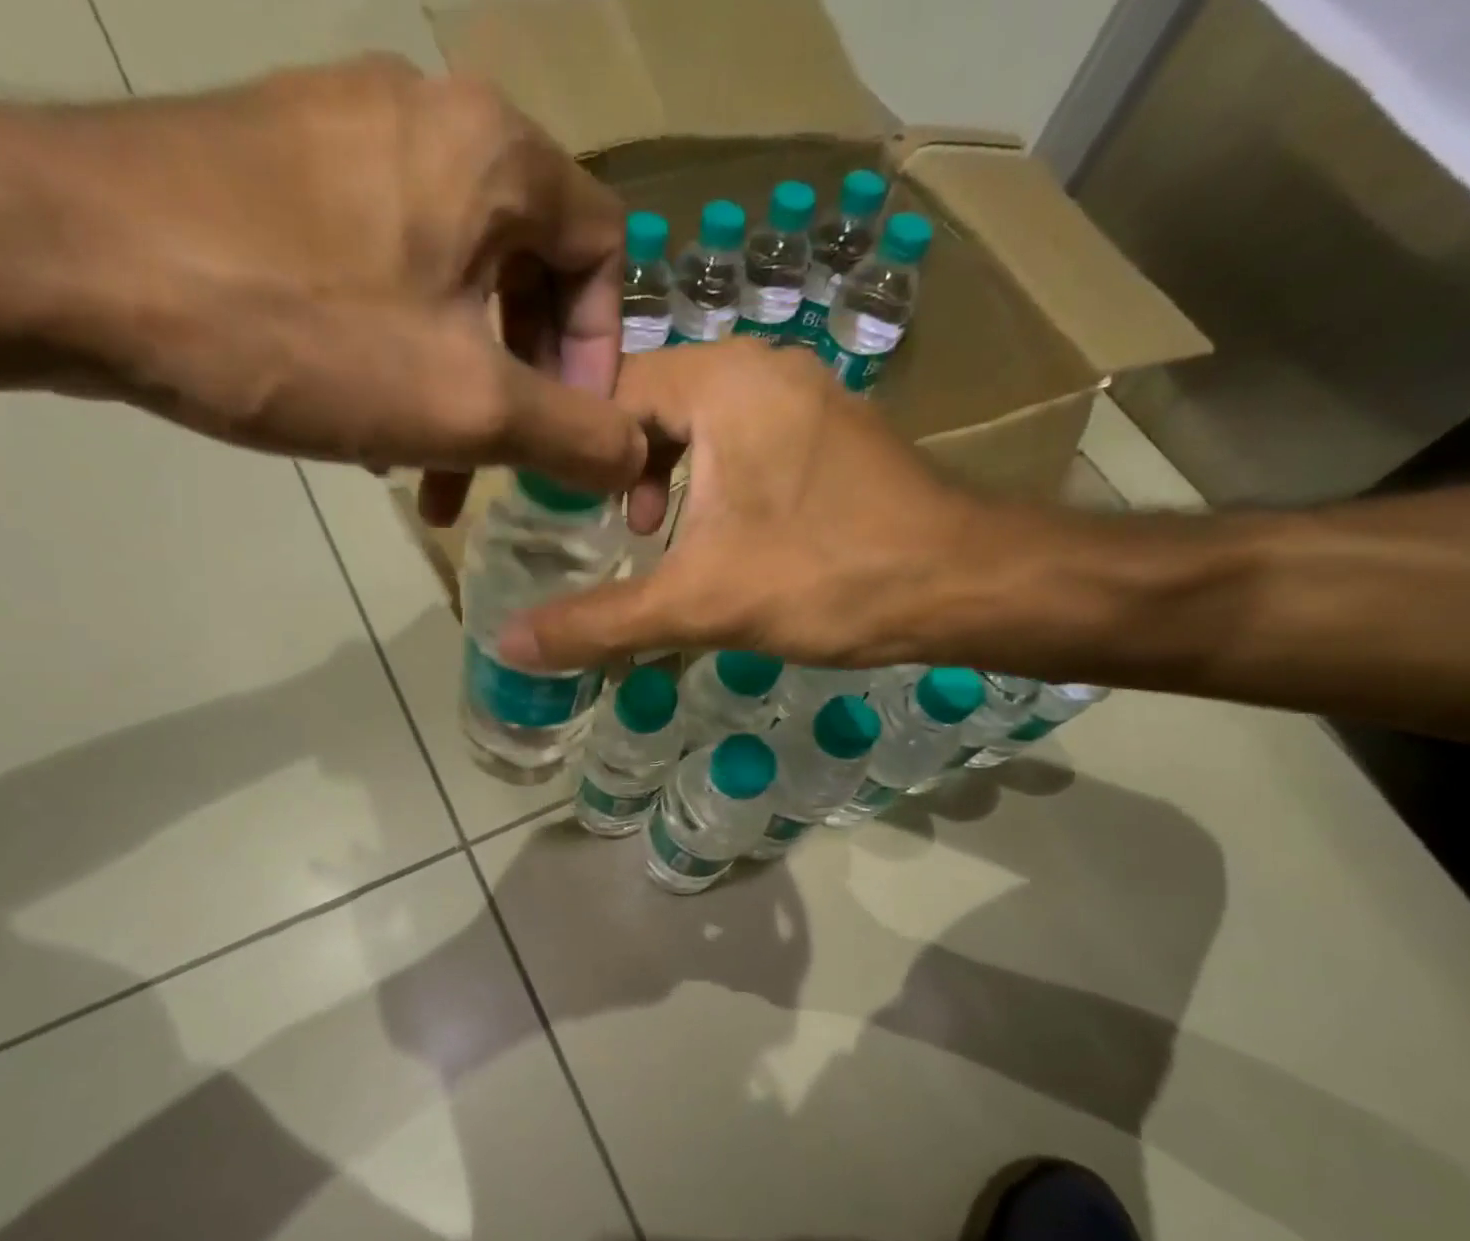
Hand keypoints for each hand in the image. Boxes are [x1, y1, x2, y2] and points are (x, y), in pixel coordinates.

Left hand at [57, 57, 641, 509]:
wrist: (67, 261)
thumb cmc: (300, 331)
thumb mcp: (469, 406)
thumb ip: (576, 436)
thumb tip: (638, 456)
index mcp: (496, 153)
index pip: (604, 252)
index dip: (602, 355)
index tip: (567, 434)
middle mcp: (432, 118)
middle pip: (526, 273)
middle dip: (523, 387)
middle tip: (499, 467)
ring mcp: (346, 137)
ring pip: (451, 284)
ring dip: (457, 385)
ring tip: (428, 468)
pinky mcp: (281, 171)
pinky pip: (383, 273)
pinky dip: (397, 353)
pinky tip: (365, 419)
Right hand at [497, 340, 997, 668]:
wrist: (961, 585)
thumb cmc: (826, 578)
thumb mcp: (698, 605)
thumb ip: (599, 623)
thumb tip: (508, 644)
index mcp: (722, 381)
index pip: (609, 392)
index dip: (575, 451)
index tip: (561, 512)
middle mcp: (762, 367)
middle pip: (653, 404)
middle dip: (623, 468)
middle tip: (614, 532)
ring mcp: (803, 394)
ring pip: (699, 422)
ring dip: (668, 476)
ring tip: (661, 537)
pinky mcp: (828, 431)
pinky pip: (743, 437)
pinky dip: (714, 478)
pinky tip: (720, 535)